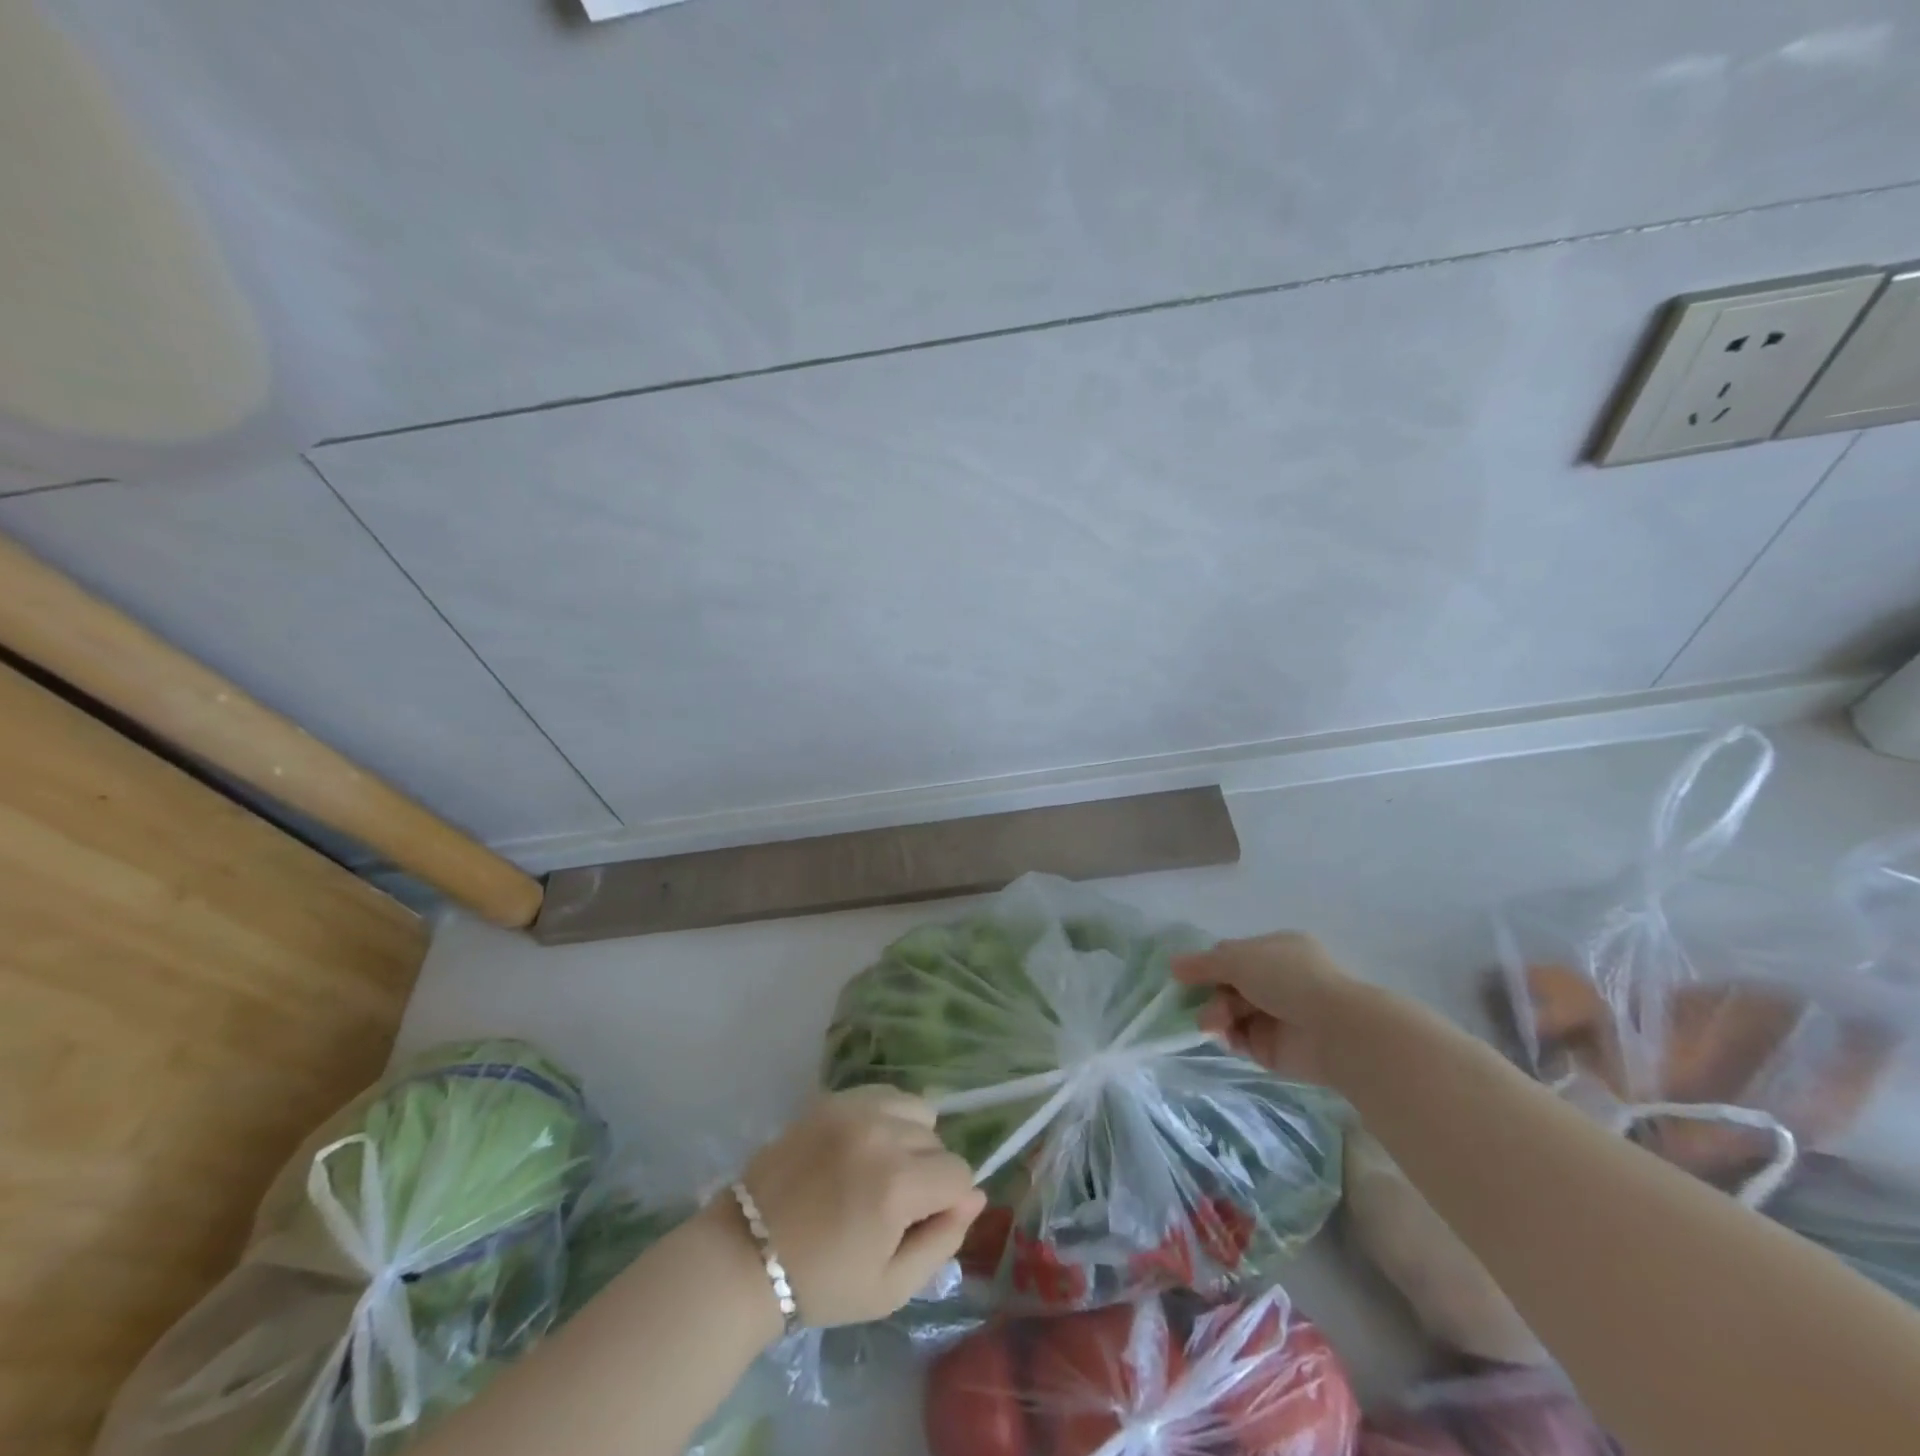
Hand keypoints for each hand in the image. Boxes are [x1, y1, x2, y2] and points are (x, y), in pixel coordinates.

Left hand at [738, 1085, 985, 1327]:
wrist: (746, 1254)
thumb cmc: (822, 1282)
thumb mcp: (891, 1288)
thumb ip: (943, 1240)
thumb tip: (974, 1198)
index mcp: (898, 1184)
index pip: (960, 1174)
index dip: (950, 1202)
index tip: (922, 1223)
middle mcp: (881, 1133)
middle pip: (938, 1142)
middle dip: (928, 1174)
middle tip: (894, 1206)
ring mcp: (854, 1109)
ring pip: (916, 1111)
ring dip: (911, 1139)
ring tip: (880, 1170)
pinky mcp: (832, 1098)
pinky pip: (884, 1094)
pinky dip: (887, 1116)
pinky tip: (864, 1146)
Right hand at [1173, 932, 1362, 1085]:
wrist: (1334, 1030)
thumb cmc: (1287, 980)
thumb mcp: (1237, 959)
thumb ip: (1202, 964)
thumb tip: (1173, 965)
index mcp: (1276, 950)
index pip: (1233, 954)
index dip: (1208, 964)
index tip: (1186, 975)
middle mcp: (1278, 980)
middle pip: (1229, 985)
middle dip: (1212, 994)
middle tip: (1207, 1007)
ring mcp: (1278, 1014)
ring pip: (1232, 1012)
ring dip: (1217, 1016)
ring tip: (1216, 1025)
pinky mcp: (1276, 1048)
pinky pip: (1242, 1040)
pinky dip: (1231, 1039)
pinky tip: (1228, 1039)